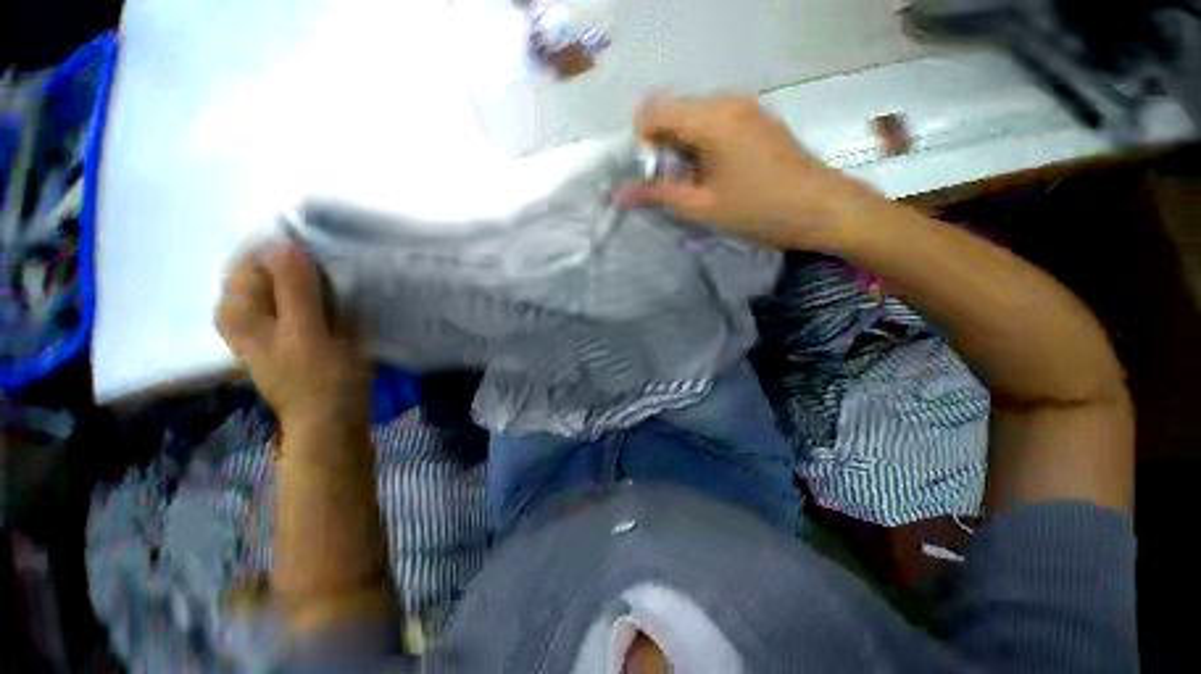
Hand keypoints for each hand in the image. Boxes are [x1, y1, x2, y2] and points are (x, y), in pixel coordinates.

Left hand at [216, 242, 368, 431]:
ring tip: (335, 282)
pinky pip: (295, 303)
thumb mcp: (308, 332)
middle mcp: (244, 316)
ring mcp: (265, 328)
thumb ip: (295, 289)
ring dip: (307, 279)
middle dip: (296, 264)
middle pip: (263, 273)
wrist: (331, 420)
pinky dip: (312, 295)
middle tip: (331, 268)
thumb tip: (285, 244)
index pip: (250, 260)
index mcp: (240, 313)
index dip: (282, 250)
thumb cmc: (322, 378)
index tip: (318, 249)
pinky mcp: (287, 337)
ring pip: (281, 287)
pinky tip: (333, 300)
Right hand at [619, 96, 878, 249]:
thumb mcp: (702, 207)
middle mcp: (726, 101)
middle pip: (674, 111)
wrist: (821, 208)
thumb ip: (658, 195)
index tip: (652, 173)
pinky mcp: (756, 118)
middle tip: (672, 184)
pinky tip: (715, 172)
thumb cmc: (758, 210)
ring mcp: (745, 106)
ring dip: (682, 147)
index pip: (654, 111)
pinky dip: (702, 143)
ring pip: (693, 116)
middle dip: (662, 146)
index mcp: (711, 119)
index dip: (642, 141)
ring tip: (695, 182)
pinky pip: (715, 120)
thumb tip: (619, 195)